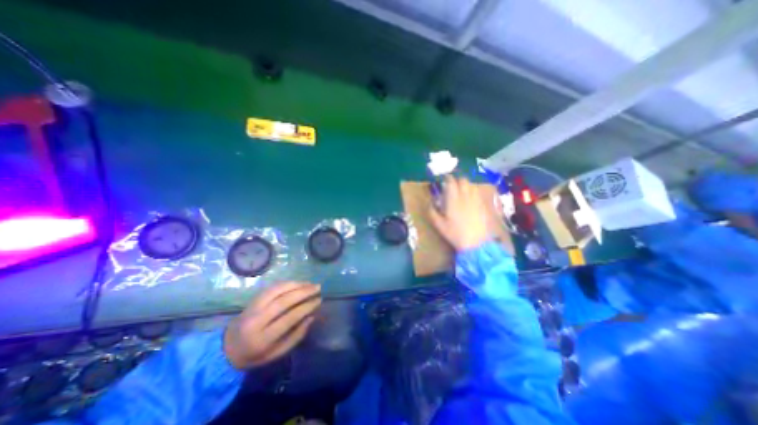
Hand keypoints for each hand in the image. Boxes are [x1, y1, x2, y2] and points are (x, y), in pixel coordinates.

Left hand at [222, 282, 319, 367]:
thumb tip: (311, 317)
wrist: (227, 348)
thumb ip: (296, 336)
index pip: (289, 317)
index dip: (306, 307)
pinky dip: (287, 283)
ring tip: (310, 283)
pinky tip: (297, 283)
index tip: (319, 300)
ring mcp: (253, 307)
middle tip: (317, 287)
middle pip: (283, 300)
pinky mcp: (252, 300)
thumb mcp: (277, 353)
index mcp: (263, 338)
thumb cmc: (255, 354)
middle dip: (303, 292)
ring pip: (277, 290)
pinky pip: (272, 287)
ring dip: (296, 284)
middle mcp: (257, 320)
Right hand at [429, 175, 488, 250]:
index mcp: (453, 199)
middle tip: (451, 186)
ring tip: (461, 191)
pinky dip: (472, 191)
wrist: (476, 243)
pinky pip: (477, 192)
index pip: (451, 181)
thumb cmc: (455, 233)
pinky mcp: (483, 204)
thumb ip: (432, 212)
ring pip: (471, 185)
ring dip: (465, 185)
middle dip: (456, 180)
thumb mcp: (439, 225)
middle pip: (462, 180)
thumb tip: (428, 203)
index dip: (446, 178)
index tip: (443, 180)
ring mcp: (476, 199)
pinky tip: (469, 199)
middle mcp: (465, 195)